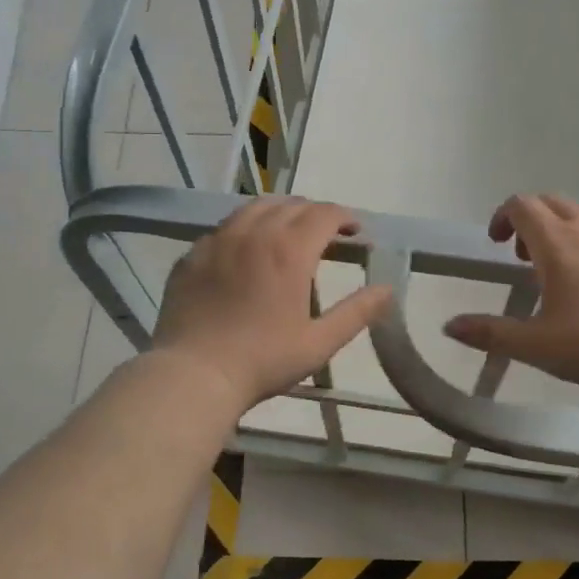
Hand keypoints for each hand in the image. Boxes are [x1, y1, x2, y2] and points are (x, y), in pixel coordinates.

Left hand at [152, 197, 391, 412]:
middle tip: (326, 233)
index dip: (344, 217)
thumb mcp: (319, 343)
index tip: (355, 231)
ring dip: (279, 212)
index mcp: (289, 250)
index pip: (324, 214)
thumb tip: (387, 289)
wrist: (193, 374)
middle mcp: (254, 233)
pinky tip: (246, 250)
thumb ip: (356, 312)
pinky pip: (224, 227)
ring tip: (288, 231)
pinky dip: (245, 228)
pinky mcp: (192, 254)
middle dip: (314, 212)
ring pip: (254, 208)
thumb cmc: (262, 360)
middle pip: (291, 204)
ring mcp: (218, 240)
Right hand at [442, 194, 578, 403]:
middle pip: (554, 203)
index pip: (522, 206)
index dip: (503, 217)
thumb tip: (448, 326)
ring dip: (570, 225)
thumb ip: (488, 332)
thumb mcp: (533, 345)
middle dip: (533, 221)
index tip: (497, 244)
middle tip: (526, 257)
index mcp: (556, 243)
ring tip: (567, 260)